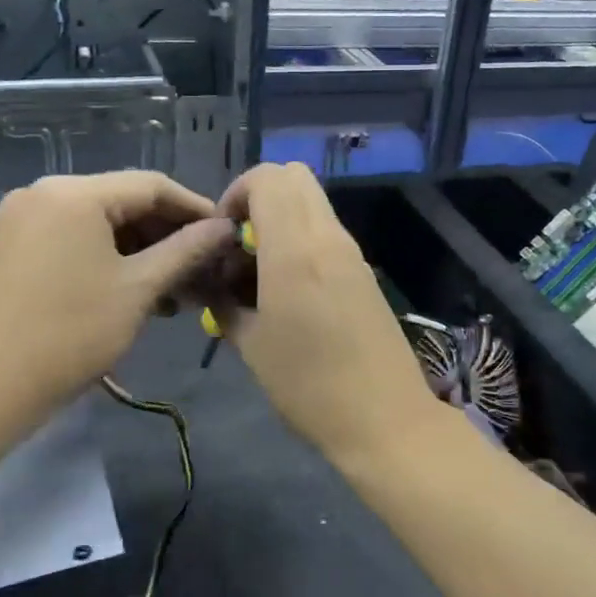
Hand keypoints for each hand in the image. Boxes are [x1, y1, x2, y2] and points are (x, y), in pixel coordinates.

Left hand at [0, 172, 233, 436]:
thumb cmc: (69, 334)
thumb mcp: (138, 289)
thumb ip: (186, 251)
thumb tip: (224, 228)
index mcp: (75, 193)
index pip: (152, 185)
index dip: (195, 208)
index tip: (226, 235)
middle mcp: (45, 193)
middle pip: (124, 202)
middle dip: (168, 235)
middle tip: (204, 268)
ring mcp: (23, 220)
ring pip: (100, 224)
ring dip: (142, 252)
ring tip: (176, 291)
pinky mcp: (13, 248)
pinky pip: (74, 240)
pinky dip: (110, 259)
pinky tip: (137, 292)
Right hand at [213, 163, 443, 460]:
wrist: (384, 419)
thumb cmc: (308, 385)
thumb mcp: (251, 346)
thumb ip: (223, 302)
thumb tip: (211, 282)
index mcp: (296, 248)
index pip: (268, 177)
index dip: (236, 194)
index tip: (221, 237)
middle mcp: (328, 237)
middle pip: (294, 177)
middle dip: (258, 198)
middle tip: (239, 246)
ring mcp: (351, 253)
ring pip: (312, 205)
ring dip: (280, 221)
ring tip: (259, 275)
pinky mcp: (363, 272)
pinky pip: (326, 233)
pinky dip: (301, 241)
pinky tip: (287, 292)